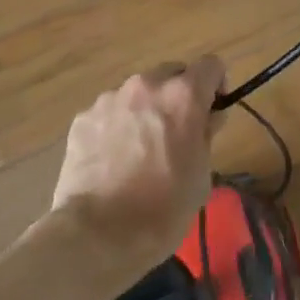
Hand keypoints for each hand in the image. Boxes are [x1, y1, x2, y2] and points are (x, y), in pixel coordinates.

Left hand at [52, 57, 225, 269]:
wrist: (97, 234)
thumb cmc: (163, 209)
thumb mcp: (202, 175)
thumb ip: (206, 135)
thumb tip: (206, 119)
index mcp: (183, 96)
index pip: (211, 65)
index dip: (217, 85)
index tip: (213, 111)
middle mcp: (146, 86)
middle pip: (171, 73)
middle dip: (179, 95)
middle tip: (177, 133)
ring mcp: (110, 99)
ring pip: (138, 93)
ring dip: (146, 110)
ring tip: (140, 151)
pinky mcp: (83, 118)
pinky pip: (110, 112)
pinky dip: (117, 126)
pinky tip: (113, 160)